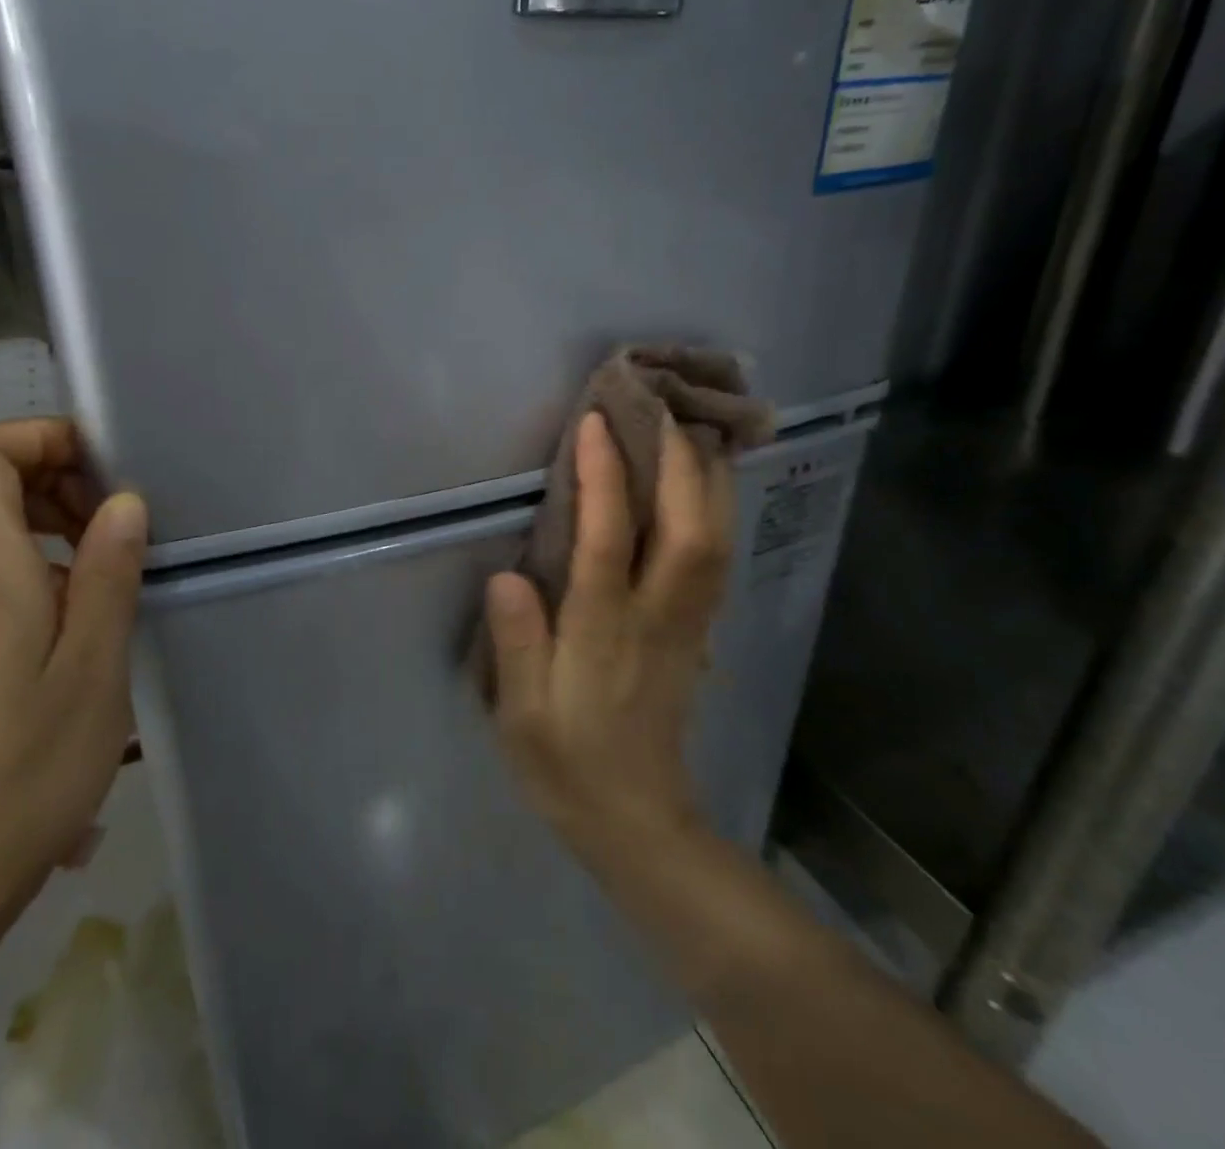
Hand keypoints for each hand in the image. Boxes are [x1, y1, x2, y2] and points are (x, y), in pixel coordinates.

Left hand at [0, 418, 148, 927]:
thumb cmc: (29, 764)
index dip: (39, 437)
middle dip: (58, 474)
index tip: (103, 470)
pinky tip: (88, 610)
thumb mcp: (94, 664)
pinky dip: (44, 559)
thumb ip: (108, 571)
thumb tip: (125, 502)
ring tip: (114, 561)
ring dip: (56, 518)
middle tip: (120, 520)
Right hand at [485, 411, 732, 861]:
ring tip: (692, 426)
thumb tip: (508, 575)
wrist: (637, 822)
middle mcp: (657, 618)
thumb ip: (515, 644)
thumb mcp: (520, 716)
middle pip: (686, 528)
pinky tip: (708, 483)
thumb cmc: (566, 764)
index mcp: (604, 634)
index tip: (595, 423)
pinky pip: (717, 557)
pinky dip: (717, 509)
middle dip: (677, 460)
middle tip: (659, 403)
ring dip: (709, 478)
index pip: (607, 541)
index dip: (603, 477)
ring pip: (715, 539)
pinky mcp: (699, 632)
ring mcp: (688, 624)